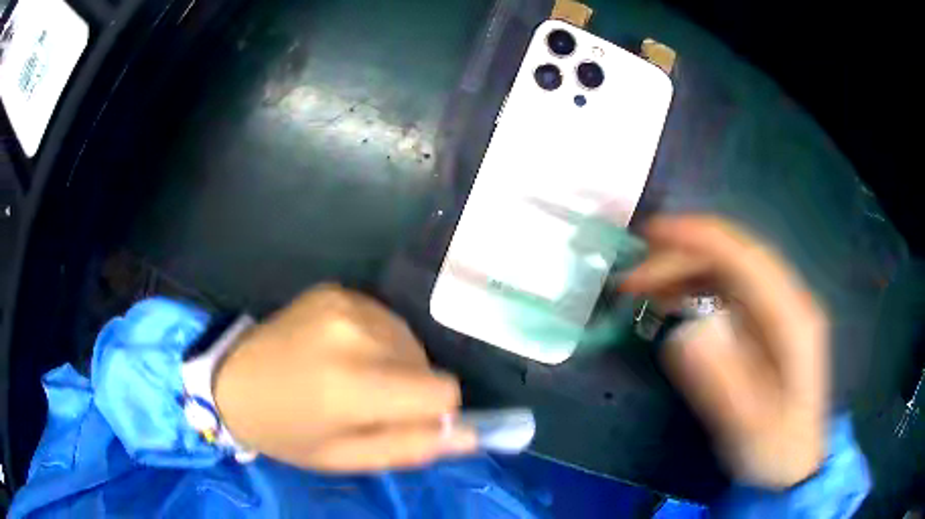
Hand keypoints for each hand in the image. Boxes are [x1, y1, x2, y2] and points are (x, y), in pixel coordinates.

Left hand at [213, 285, 476, 471]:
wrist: (233, 381)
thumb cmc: (287, 431)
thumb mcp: (345, 458)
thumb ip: (409, 448)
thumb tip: (468, 436)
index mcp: (354, 387)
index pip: (442, 391)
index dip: (433, 410)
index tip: (403, 419)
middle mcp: (355, 335)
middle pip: (426, 363)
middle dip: (408, 388)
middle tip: (364, 403)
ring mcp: (345, 304)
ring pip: (408, 340)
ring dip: (393, 362)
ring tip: (349, 376)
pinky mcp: (336, 290)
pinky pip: (384, 320)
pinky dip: (375, 339)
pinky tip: (339, 351)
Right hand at [621, 215, 828, 488]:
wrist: (795, 462)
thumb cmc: (775, 448)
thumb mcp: (748, 425)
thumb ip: (721, 378)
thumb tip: (686, 329)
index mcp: (793, 318)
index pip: (745, 258)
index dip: (699, 238)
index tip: (650, 235)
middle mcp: (788, 301)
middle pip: (733, 257)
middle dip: (682, 258)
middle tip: (632, 279)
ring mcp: (778, 310)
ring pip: (728, 270)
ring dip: (684, 270)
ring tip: (642, 288)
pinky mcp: (765, 323)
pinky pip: (727, 290)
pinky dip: (695, 288)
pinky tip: (670, 300)